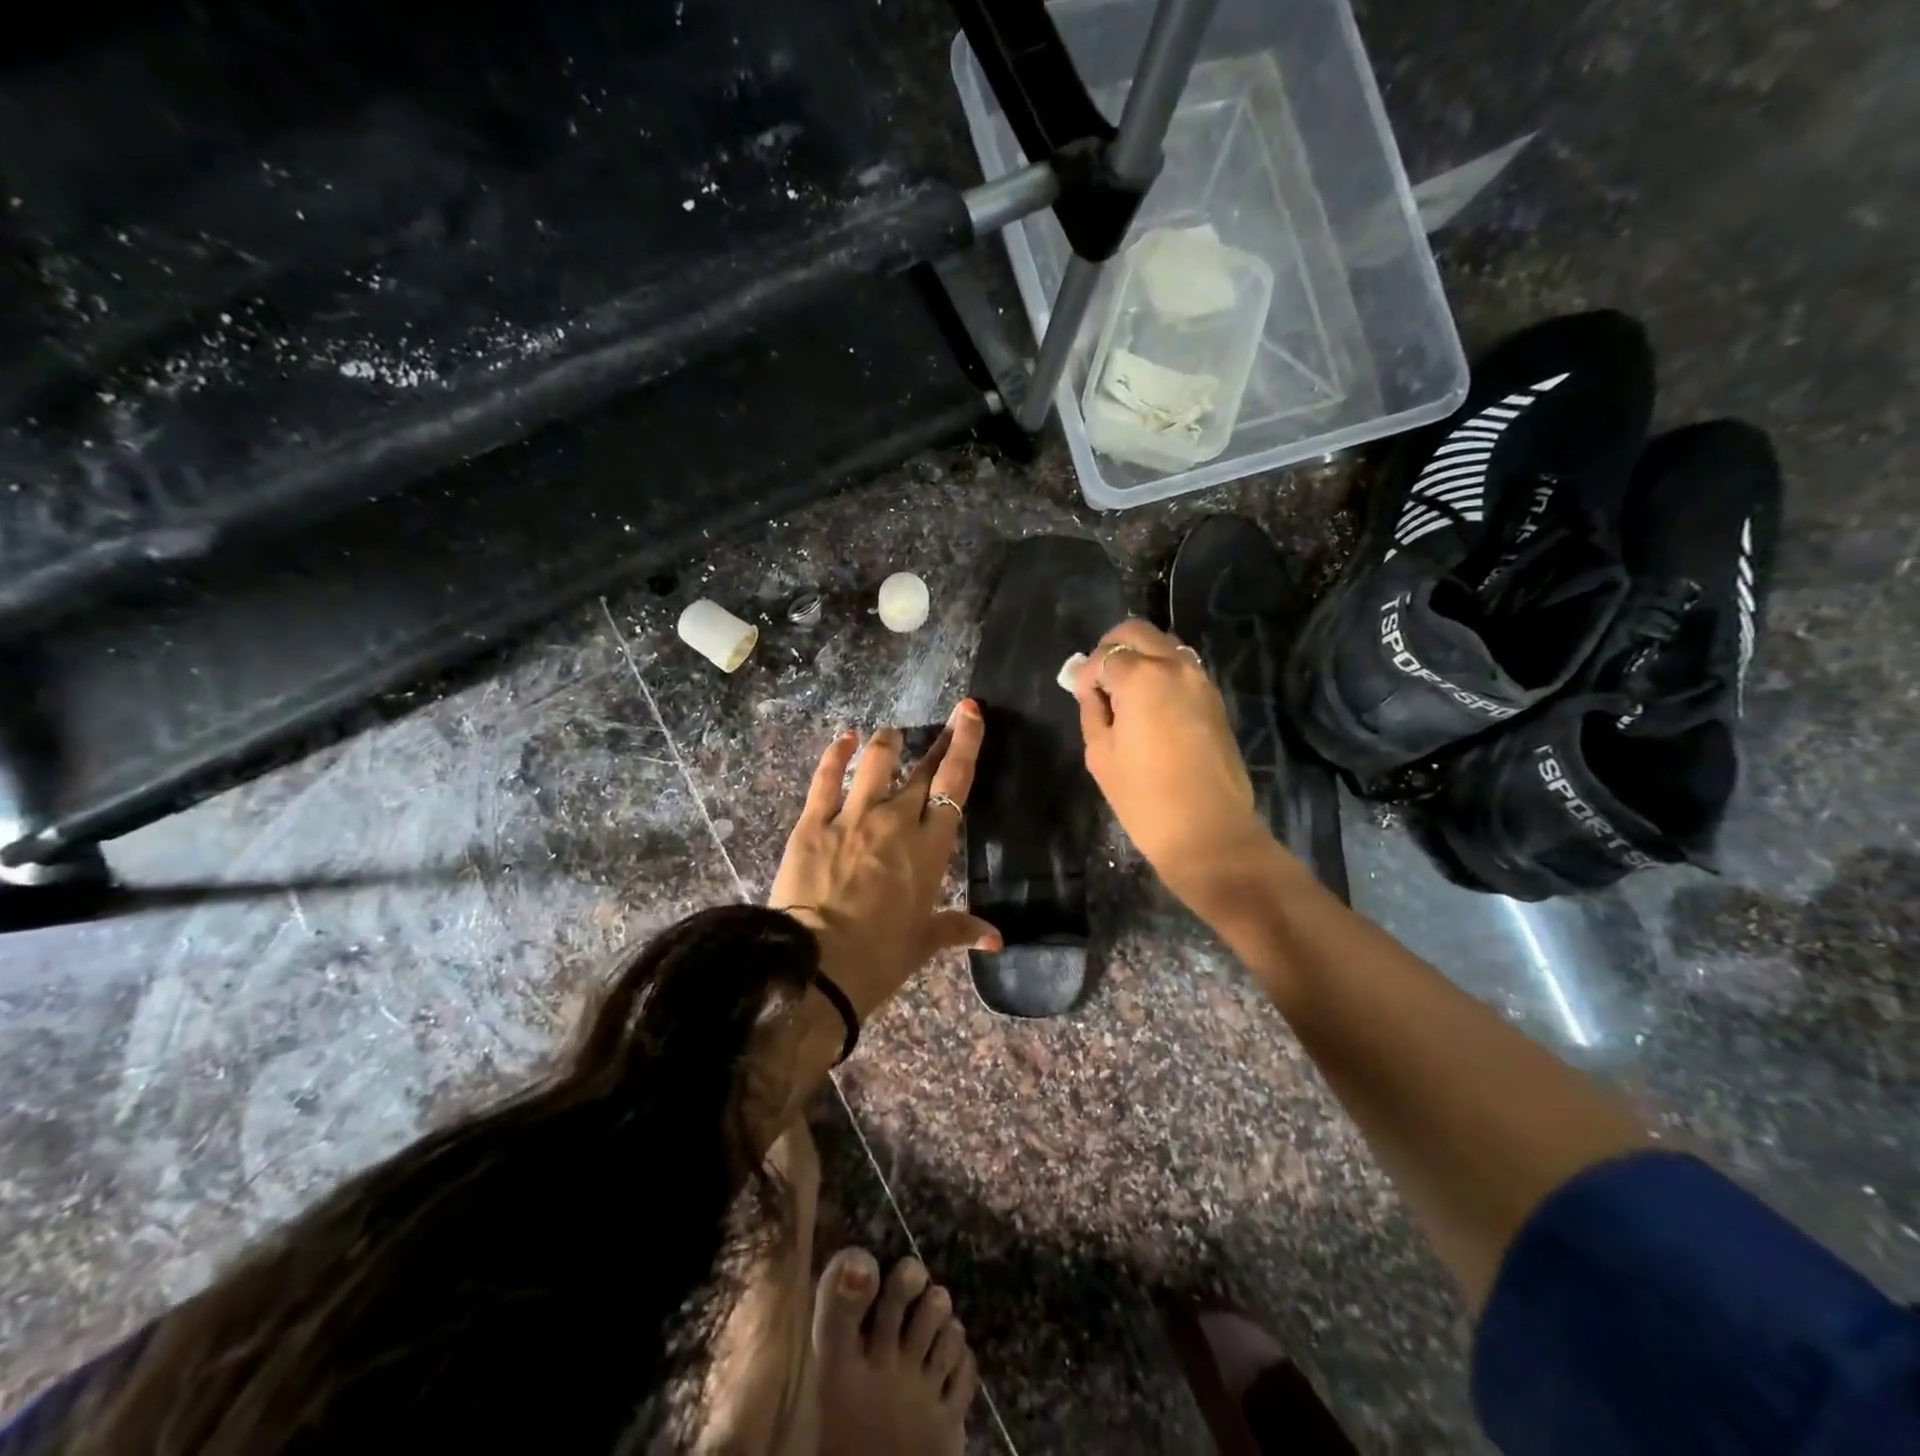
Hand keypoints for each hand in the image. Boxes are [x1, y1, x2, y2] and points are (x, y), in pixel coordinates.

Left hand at [769, 702, 1000, 1020]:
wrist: (818, 968)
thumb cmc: (881, 957)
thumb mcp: (924, 942)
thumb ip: (960, 929)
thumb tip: (996, 939)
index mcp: (930, 847)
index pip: (954, 784)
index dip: (965, 745)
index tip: (970, 712)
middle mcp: (895, 821)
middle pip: (922, 770)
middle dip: (940, 740)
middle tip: (952, 719)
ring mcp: (852, 818)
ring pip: (874, 763)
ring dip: (886, 744)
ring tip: (892, 735)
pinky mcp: (813, 823)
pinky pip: (825, 779)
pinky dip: (835, 754)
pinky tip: (843, 739)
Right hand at [1071, 619, 1276, 905]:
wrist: (1208, 832)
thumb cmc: (1144, 798)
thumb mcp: (1100, 754)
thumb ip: (1092, 710)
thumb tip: (1090, 687)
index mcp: (1142, 677)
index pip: (1105, 655)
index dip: (1086, 673)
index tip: (1079, 694)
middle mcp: (1175, 666)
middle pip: (1137, 632)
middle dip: (1112, 649)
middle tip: (1098, 681)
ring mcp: (1201, 680)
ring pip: (1164, 645)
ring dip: (1140, 657)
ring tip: (1123, 693)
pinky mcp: (1215, 698)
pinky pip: (1182, 667)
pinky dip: (1161, 672)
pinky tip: (1149, 704)